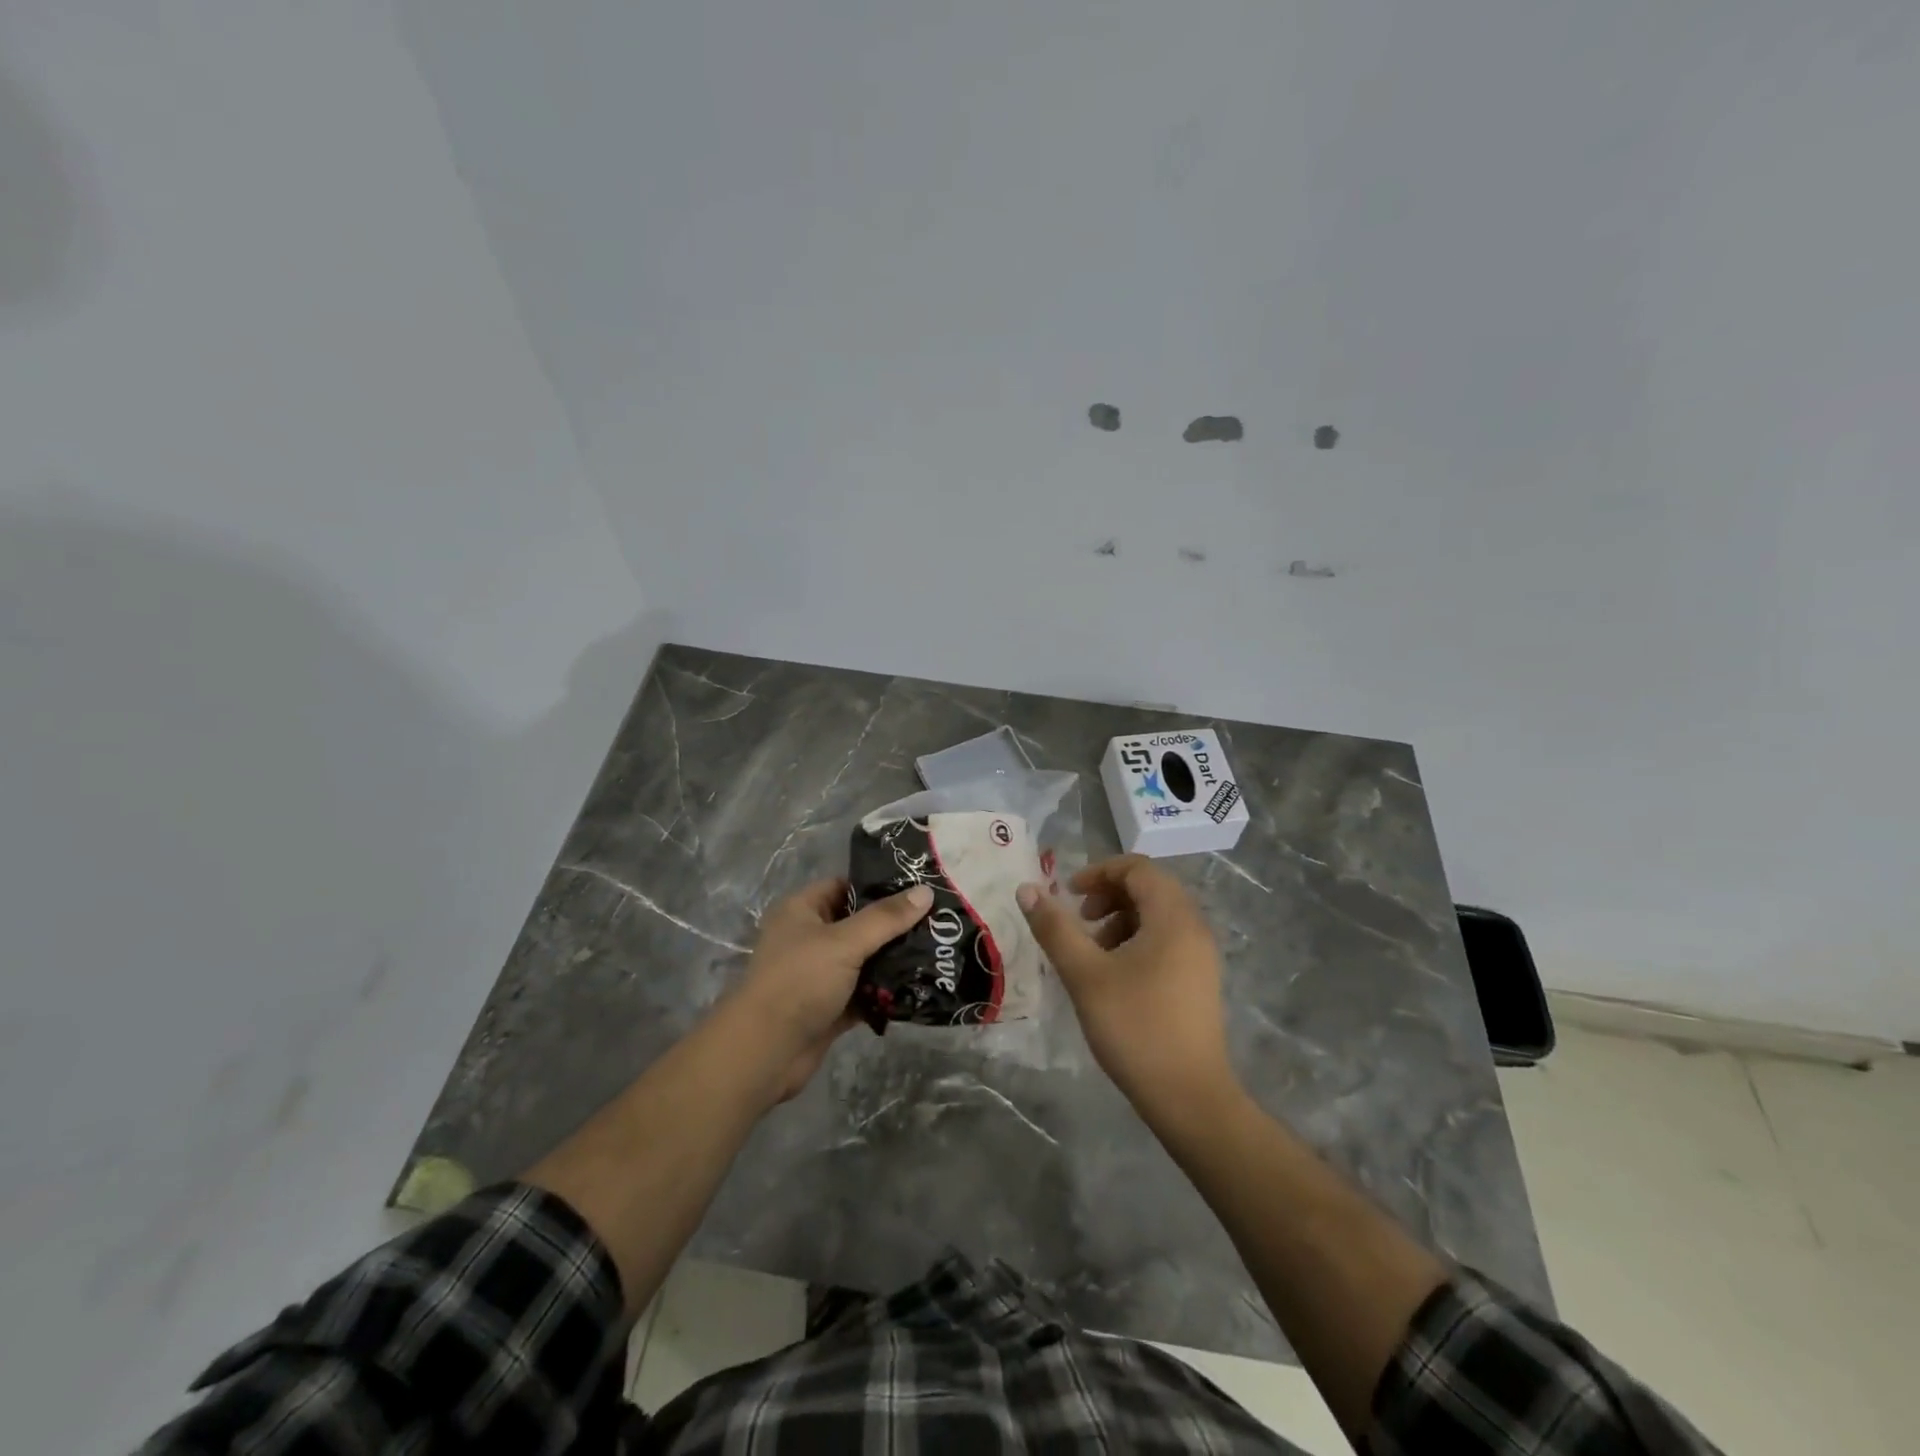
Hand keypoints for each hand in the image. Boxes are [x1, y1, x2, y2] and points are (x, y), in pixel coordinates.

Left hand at [726, 878, 932, 1102]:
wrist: (765, 1053)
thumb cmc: (800, 981)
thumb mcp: (844, 942)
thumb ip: (886, 918)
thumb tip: (926, 891)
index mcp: (802, 911)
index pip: (845, 886)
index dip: (879, 885)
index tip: (919, 888)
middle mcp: (809, 938)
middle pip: (859, 924)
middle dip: (895, 926)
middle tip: (938, 922)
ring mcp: (820, 975)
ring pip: (864, 960)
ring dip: (894, 960)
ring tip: (937, 952)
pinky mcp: (830, 1007)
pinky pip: (865, 993)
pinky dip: (886, 992)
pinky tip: (920, 988)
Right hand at [1017, 855, 1234, 1113]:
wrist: (1189, 1097)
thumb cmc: (1135, 1028)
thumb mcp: (1085, 974)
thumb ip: (1055, 928)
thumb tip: (1027, 889)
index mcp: (1173, 917)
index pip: (1138, 867)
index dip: (1099, 872)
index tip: (1069, 894)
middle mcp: (1194, 927)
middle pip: (1149, 888)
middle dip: (1109, 895)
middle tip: (1080, 919)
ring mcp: (1201, 956)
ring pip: (1157, 916)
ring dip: (1121, 919)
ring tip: (1092, 952)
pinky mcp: (1199, 981)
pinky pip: (1166, 940)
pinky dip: (1137, 941)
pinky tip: (1115, 975)